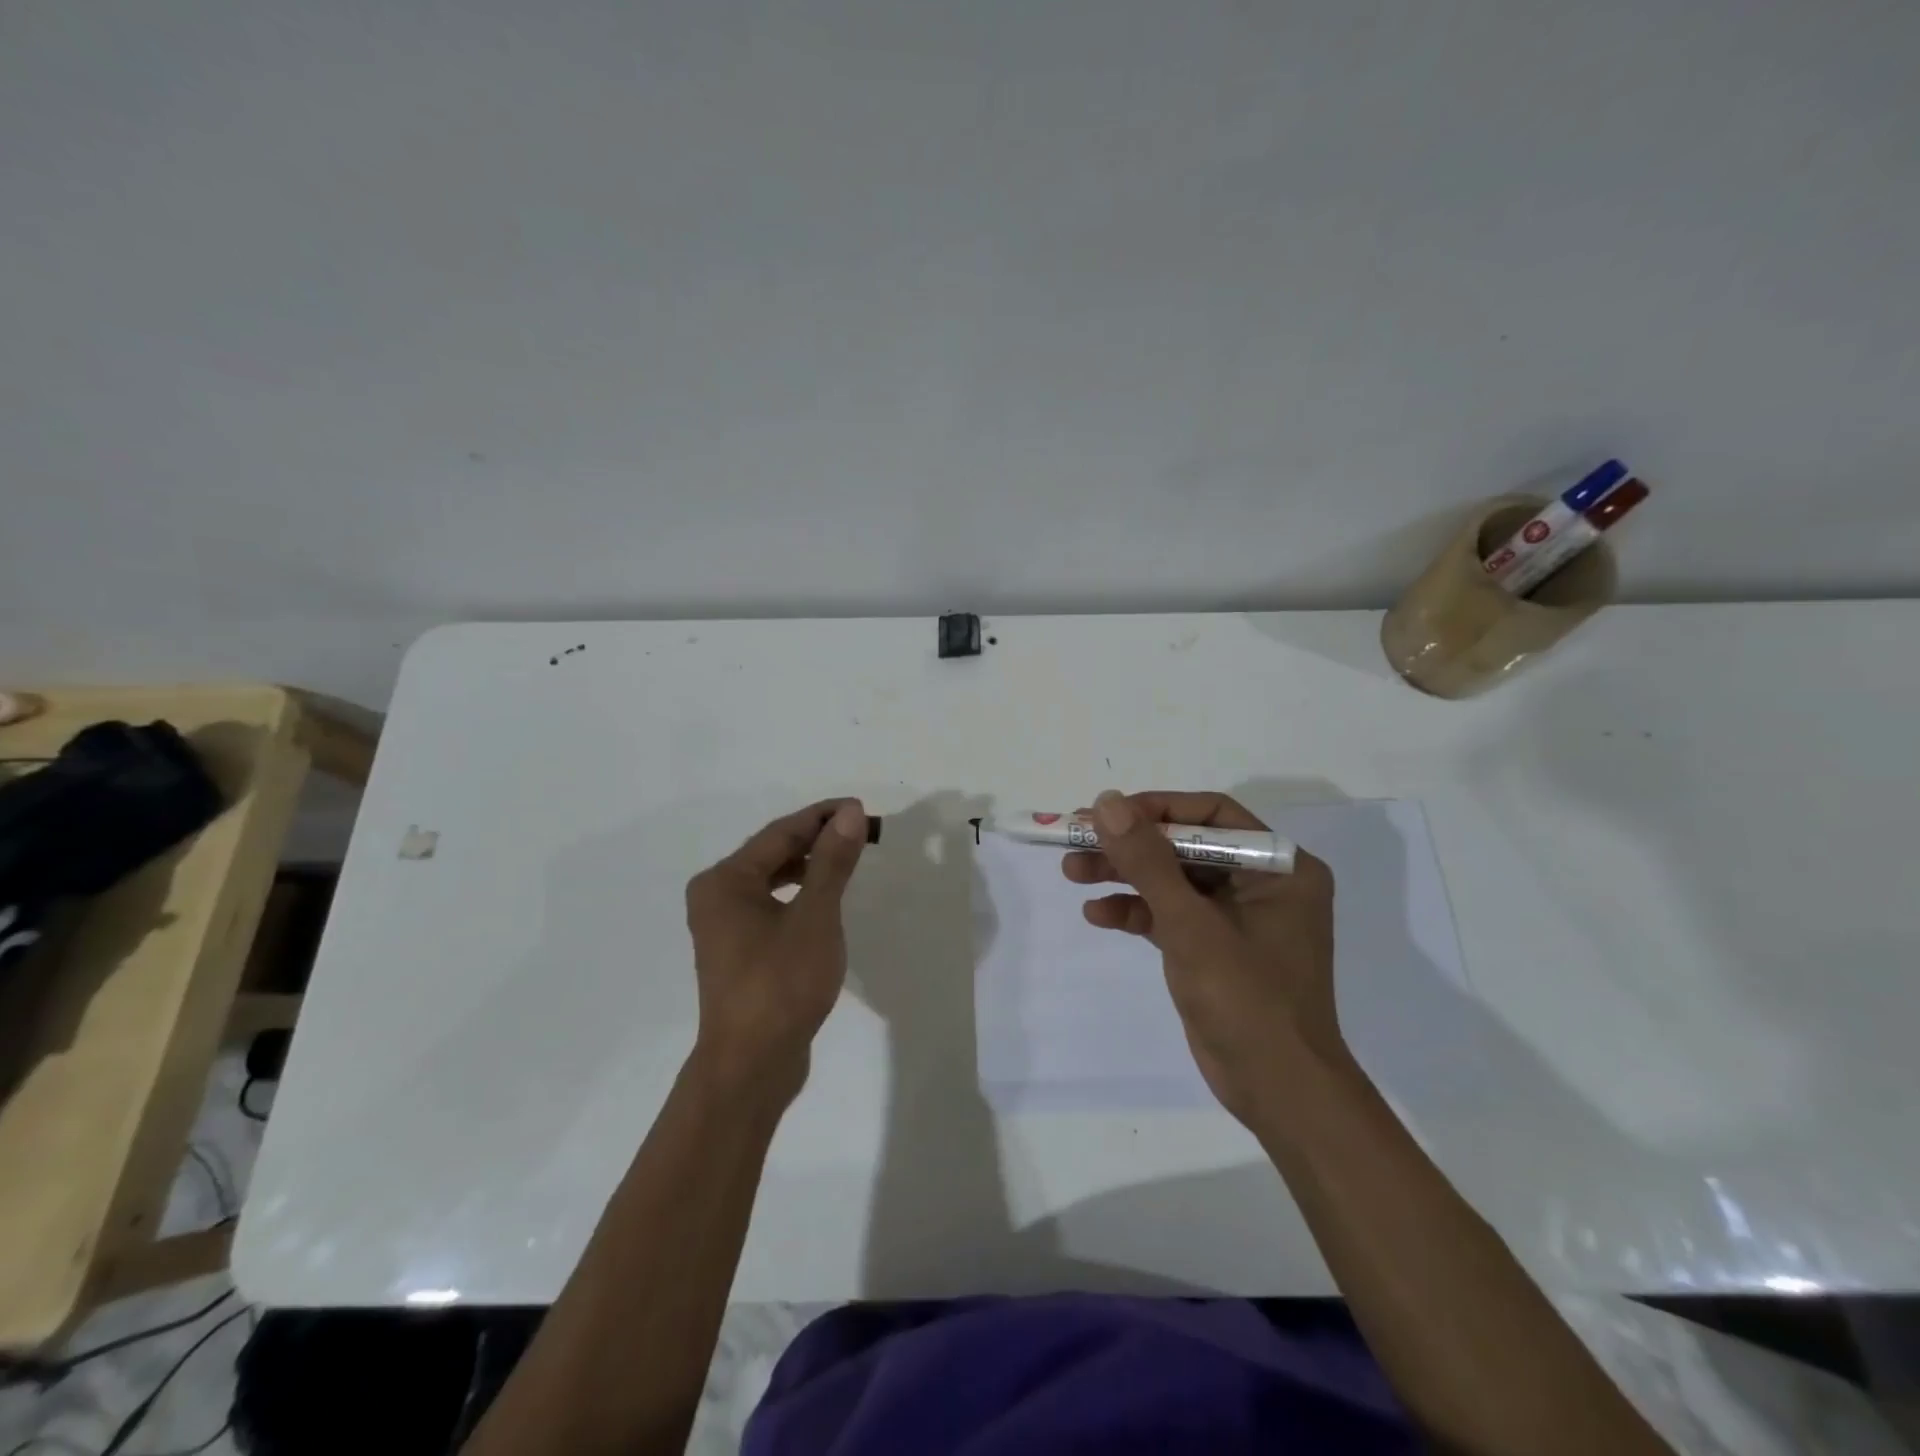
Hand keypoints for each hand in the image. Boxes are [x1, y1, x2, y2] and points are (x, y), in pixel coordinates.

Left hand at [684, 799, 868, 1102]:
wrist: (750, 1066)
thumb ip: (831, 862)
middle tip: (861, 831)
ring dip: (810, 866)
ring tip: (847, 859)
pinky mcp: (738, 952)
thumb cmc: (781, 984)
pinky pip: (771, 905)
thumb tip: (848, 813)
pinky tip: (824, 900)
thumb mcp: (815, 917)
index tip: (860, 807)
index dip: (822, 817)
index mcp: (725, 881)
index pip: (780, 833)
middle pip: (773, 853)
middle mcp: (716, 896)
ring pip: (772, 880)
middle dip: (817, 839)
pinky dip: (799, 895)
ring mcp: (724, 926)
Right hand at [1063, 789, 1341, 1125]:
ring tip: (1071, 871)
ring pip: (1172, 880)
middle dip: (1130, 845)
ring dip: (1124, 875)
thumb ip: (1148, 861)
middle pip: (1185, 846)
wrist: (1279, 1092)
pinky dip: (1136, 912)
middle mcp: (1261, 884)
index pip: (1211, 815)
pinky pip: (1170, 915)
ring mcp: (1236, 917)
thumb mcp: (1190, 925)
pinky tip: (1097, 914)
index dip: (1155, 808)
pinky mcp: (1213, 947)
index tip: (1106, 813)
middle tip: (1075, 839)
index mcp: (1278, 867)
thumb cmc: (1247, 999)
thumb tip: (1107, 803)